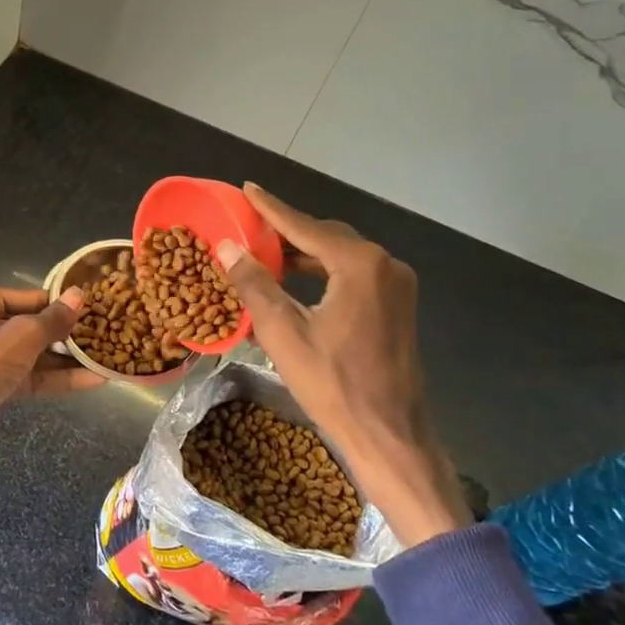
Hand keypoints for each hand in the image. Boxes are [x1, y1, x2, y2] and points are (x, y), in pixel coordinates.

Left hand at [0, 283, 101, 465]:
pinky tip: (94, 379)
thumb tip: (79, 295)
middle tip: (109, 333)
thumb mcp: (23, 337)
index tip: (98, 310)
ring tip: (107, 356)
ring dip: (68, 359)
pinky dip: (57, 378)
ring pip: (35, 352)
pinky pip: (31, 375)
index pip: (31, 297)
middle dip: (68, 334)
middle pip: (33, 324)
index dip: (63, 306)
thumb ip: (54, 319)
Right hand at [217, 184, 469, 548]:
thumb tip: (227, 247)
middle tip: (250, 225)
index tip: (247, 189)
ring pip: (340, 256)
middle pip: (326, 236)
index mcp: (359, 265)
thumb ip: (255, 283)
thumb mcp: (283, 332)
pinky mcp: (396, 307)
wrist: (389, 435)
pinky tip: (295, 283)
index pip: (305, 226)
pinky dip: (322, 273)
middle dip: (287, 231)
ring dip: (304, 254)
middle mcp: (384, 265)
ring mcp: (396, 286)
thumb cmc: (333, 384)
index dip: (271, 209)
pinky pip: (353, 276)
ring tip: (265, 254)